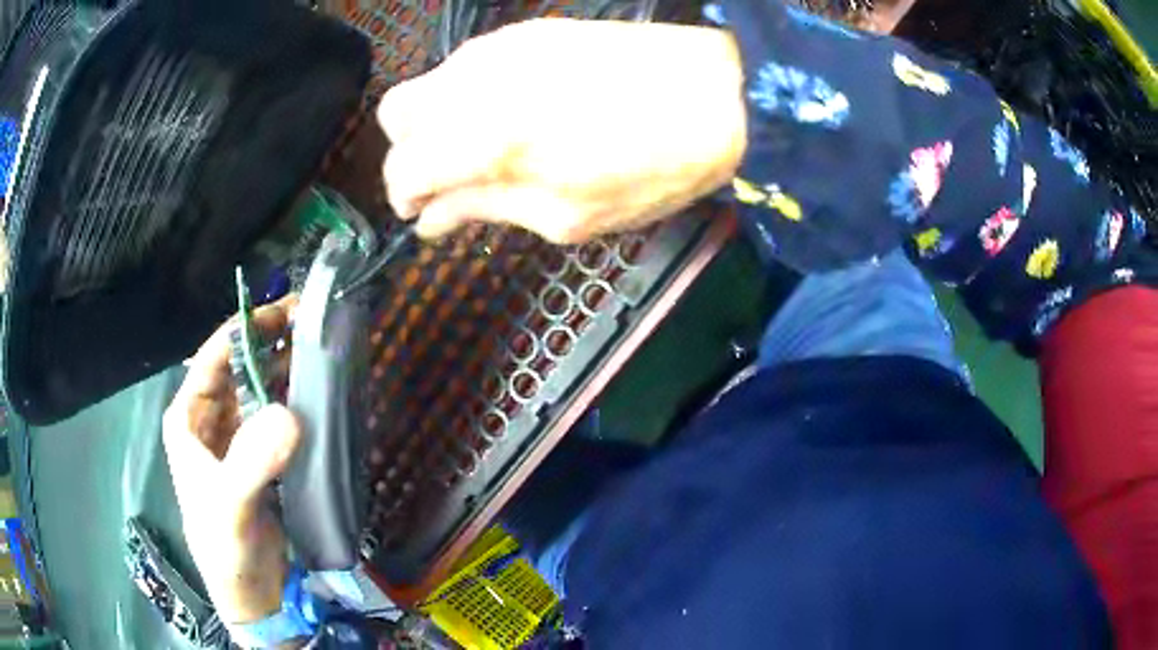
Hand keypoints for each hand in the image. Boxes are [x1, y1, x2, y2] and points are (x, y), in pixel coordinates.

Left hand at [162, 297, 300, 623]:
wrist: (251, 593)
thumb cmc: (226, 547)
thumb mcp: (232, 506)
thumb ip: (253, 462)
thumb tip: (291, 412)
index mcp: (189, 419)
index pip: (215, 356)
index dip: (248, 328)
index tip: (289, 309)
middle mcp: (209, 421)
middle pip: (240, 368)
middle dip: (272, 344)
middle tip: (315, 325)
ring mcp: (235, 439)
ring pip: (259, 391)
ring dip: (286, 371)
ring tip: (323, 352)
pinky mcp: (258, 458)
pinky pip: (274, 419)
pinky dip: (294, 402)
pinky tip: (318, 394)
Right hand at [380, 18, 745, 243]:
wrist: (718, 91)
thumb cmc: (654, 168)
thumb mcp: (570, 215)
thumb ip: (487, 210)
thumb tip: (432, 220)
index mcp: (485, 139)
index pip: (401, 167)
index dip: (403, 197)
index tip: (425, 214)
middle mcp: (476, 82)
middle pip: (394, 113)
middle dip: (408, 152)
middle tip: (448, 179)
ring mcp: (499, 47)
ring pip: (428, 82)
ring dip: (436, 120)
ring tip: (485, 147)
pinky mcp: (526, 30)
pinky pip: (467, 63)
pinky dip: (467, 93)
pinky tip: (510, 111)